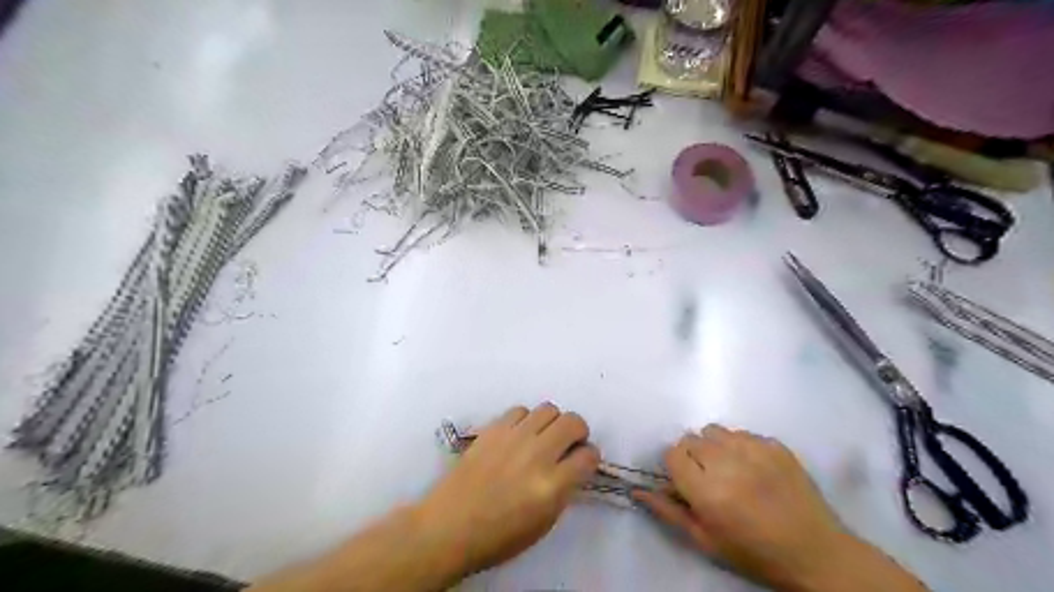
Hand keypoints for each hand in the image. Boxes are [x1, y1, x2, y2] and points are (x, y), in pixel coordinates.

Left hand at [419, 404, 599, 579]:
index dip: (591, 457)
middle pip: (573, 422)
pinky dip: (526, 420)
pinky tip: (519, 435)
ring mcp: (513, 437)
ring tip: (544, 436)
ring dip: (553, 422)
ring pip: (548, 409)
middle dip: (578, 431)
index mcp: (551, 486)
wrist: (450, 525)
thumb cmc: (498, 536)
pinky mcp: (493, 429)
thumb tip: (573, 464)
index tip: (584, 461)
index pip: (588, 456)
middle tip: (569, 443)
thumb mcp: (543, 523)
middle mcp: (536, 454)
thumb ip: (564, 489)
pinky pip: (520, 410)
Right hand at [633, 426, 846, 586]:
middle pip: (691, 438)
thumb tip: (637, 490)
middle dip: (693, 456)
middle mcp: (727, 462)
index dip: (676, 467)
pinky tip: (754, 469)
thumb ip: (668, 511)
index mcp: (707, 490)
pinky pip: (742, 433)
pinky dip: (740, 446)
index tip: (687, 482)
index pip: (672, 453)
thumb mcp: (705, 541)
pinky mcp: (775, 444)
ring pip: (715, 431)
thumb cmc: (754, 552)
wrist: (816, 553)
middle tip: (709, 479)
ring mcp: (754, 449)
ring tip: (730, 469)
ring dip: (714, 446)